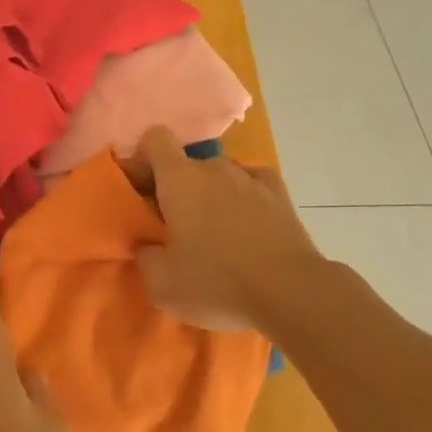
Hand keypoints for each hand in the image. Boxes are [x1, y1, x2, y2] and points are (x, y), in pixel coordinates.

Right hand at [122, 127, 324, 333]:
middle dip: (175, 187)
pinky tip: (246, 222)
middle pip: (186, 164)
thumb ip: (145, 257)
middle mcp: (214, 167)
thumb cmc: (217, 283)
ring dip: (210, 194)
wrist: (291, 292)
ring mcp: (250, 177)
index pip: (155, 140)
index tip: (140, 190)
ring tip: (215, 232)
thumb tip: (148, 245)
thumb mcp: (162, 285)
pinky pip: (251, 183)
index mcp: (179, 179)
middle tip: (174, 225)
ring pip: (219, 175)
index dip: (143, 159)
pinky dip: (243, 197)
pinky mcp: (280, 193)